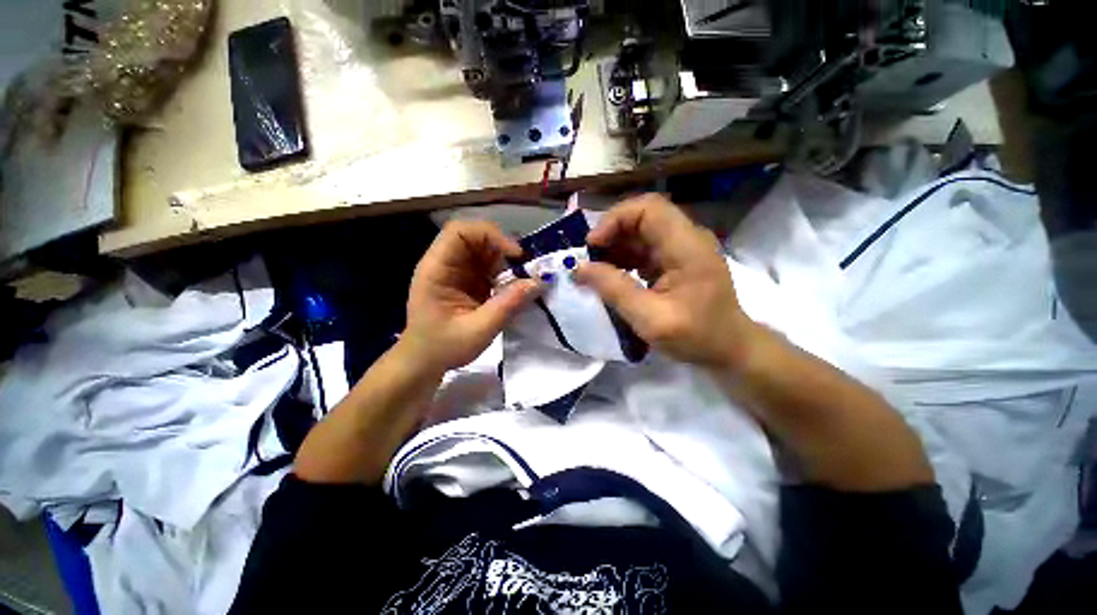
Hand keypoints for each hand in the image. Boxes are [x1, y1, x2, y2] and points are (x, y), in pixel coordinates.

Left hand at [403, 220, 540, 373]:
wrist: (424, 362)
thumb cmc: (443, 347)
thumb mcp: (478, 331)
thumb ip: (507, 306)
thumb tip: (538, 282)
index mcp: (437, 269)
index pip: (460, 232)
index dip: (490, 235)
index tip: (515, 255)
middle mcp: (445, 263)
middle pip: (475, 237)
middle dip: (502, 248)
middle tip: (524, 268)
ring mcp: (457, 271)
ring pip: (485, 251)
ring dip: (505, 262)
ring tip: (521, 280)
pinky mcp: (467, 280)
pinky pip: (488, 266)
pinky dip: (504, 273)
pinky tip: (512, 289)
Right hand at [575, 194, 759, 368]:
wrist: (730, 351)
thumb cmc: (697, 337)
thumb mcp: (649, 317)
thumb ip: (613, 289)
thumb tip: (579, 268)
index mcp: (687, 246)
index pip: (648, 208)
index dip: (615, 219)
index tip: (592, 245)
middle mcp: (687, 239)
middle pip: (642, 217)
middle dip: (611, 234)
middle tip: (589, 259)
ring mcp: (682, 249)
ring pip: (641, 233)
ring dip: (615, 247)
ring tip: (596, 270)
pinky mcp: (676, 262)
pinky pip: (644, 250)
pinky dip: (624, 259)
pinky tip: (612, 277)